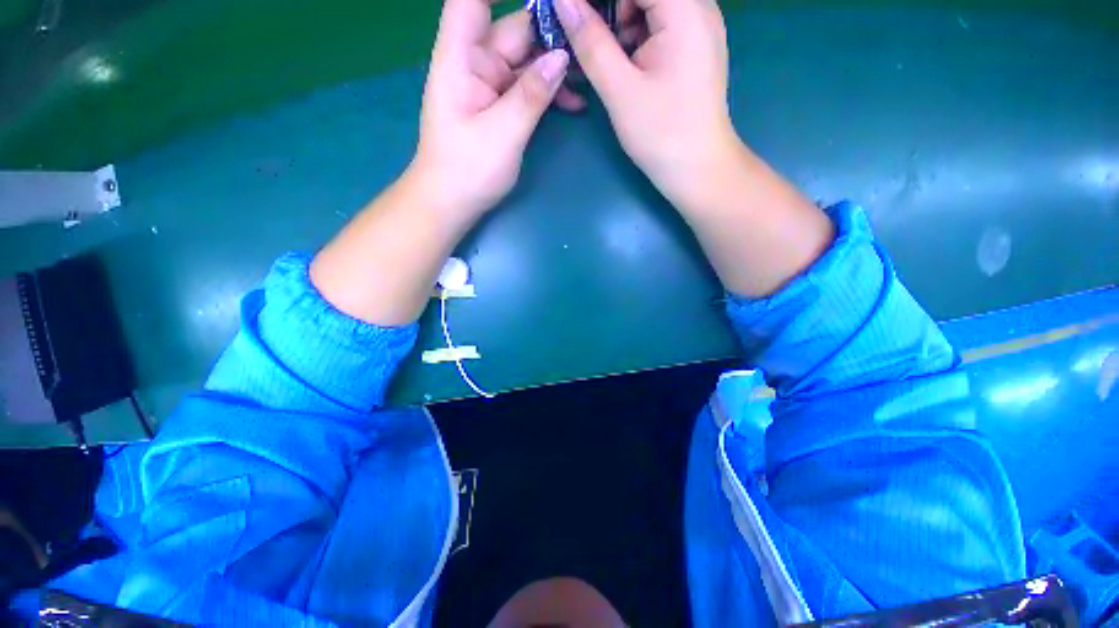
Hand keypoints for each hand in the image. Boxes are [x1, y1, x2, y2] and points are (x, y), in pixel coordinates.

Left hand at [411, 0, 586, 218]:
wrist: (451, 202)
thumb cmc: (467, 170)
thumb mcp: (503, 133)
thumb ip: (532, 95)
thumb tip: (562, 58)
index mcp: (460, 58)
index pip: (472, 0)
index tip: (547, 2)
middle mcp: (474, 63)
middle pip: (513, 30)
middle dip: (551, 34)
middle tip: (587, 47)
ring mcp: (488, 85)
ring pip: (526, 60)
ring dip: (556, 67)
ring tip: (588, 78)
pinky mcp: (499, 105)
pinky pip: (527, 87)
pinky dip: (548, 92)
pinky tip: (573, 102)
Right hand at [553, 0, 737, 207]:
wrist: (697, 169)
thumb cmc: (662, 133)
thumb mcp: (620, 89)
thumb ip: (591, 41)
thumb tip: (563, 0)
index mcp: (685, 8)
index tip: (572, 17)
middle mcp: (698, 7)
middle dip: (608, 12)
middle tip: (585, 44)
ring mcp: (698, 28)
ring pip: (648, 8)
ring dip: (618, 27)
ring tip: (602, 62)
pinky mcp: (693, 48)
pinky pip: (658, 27)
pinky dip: (634, 41)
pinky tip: (621, 67)